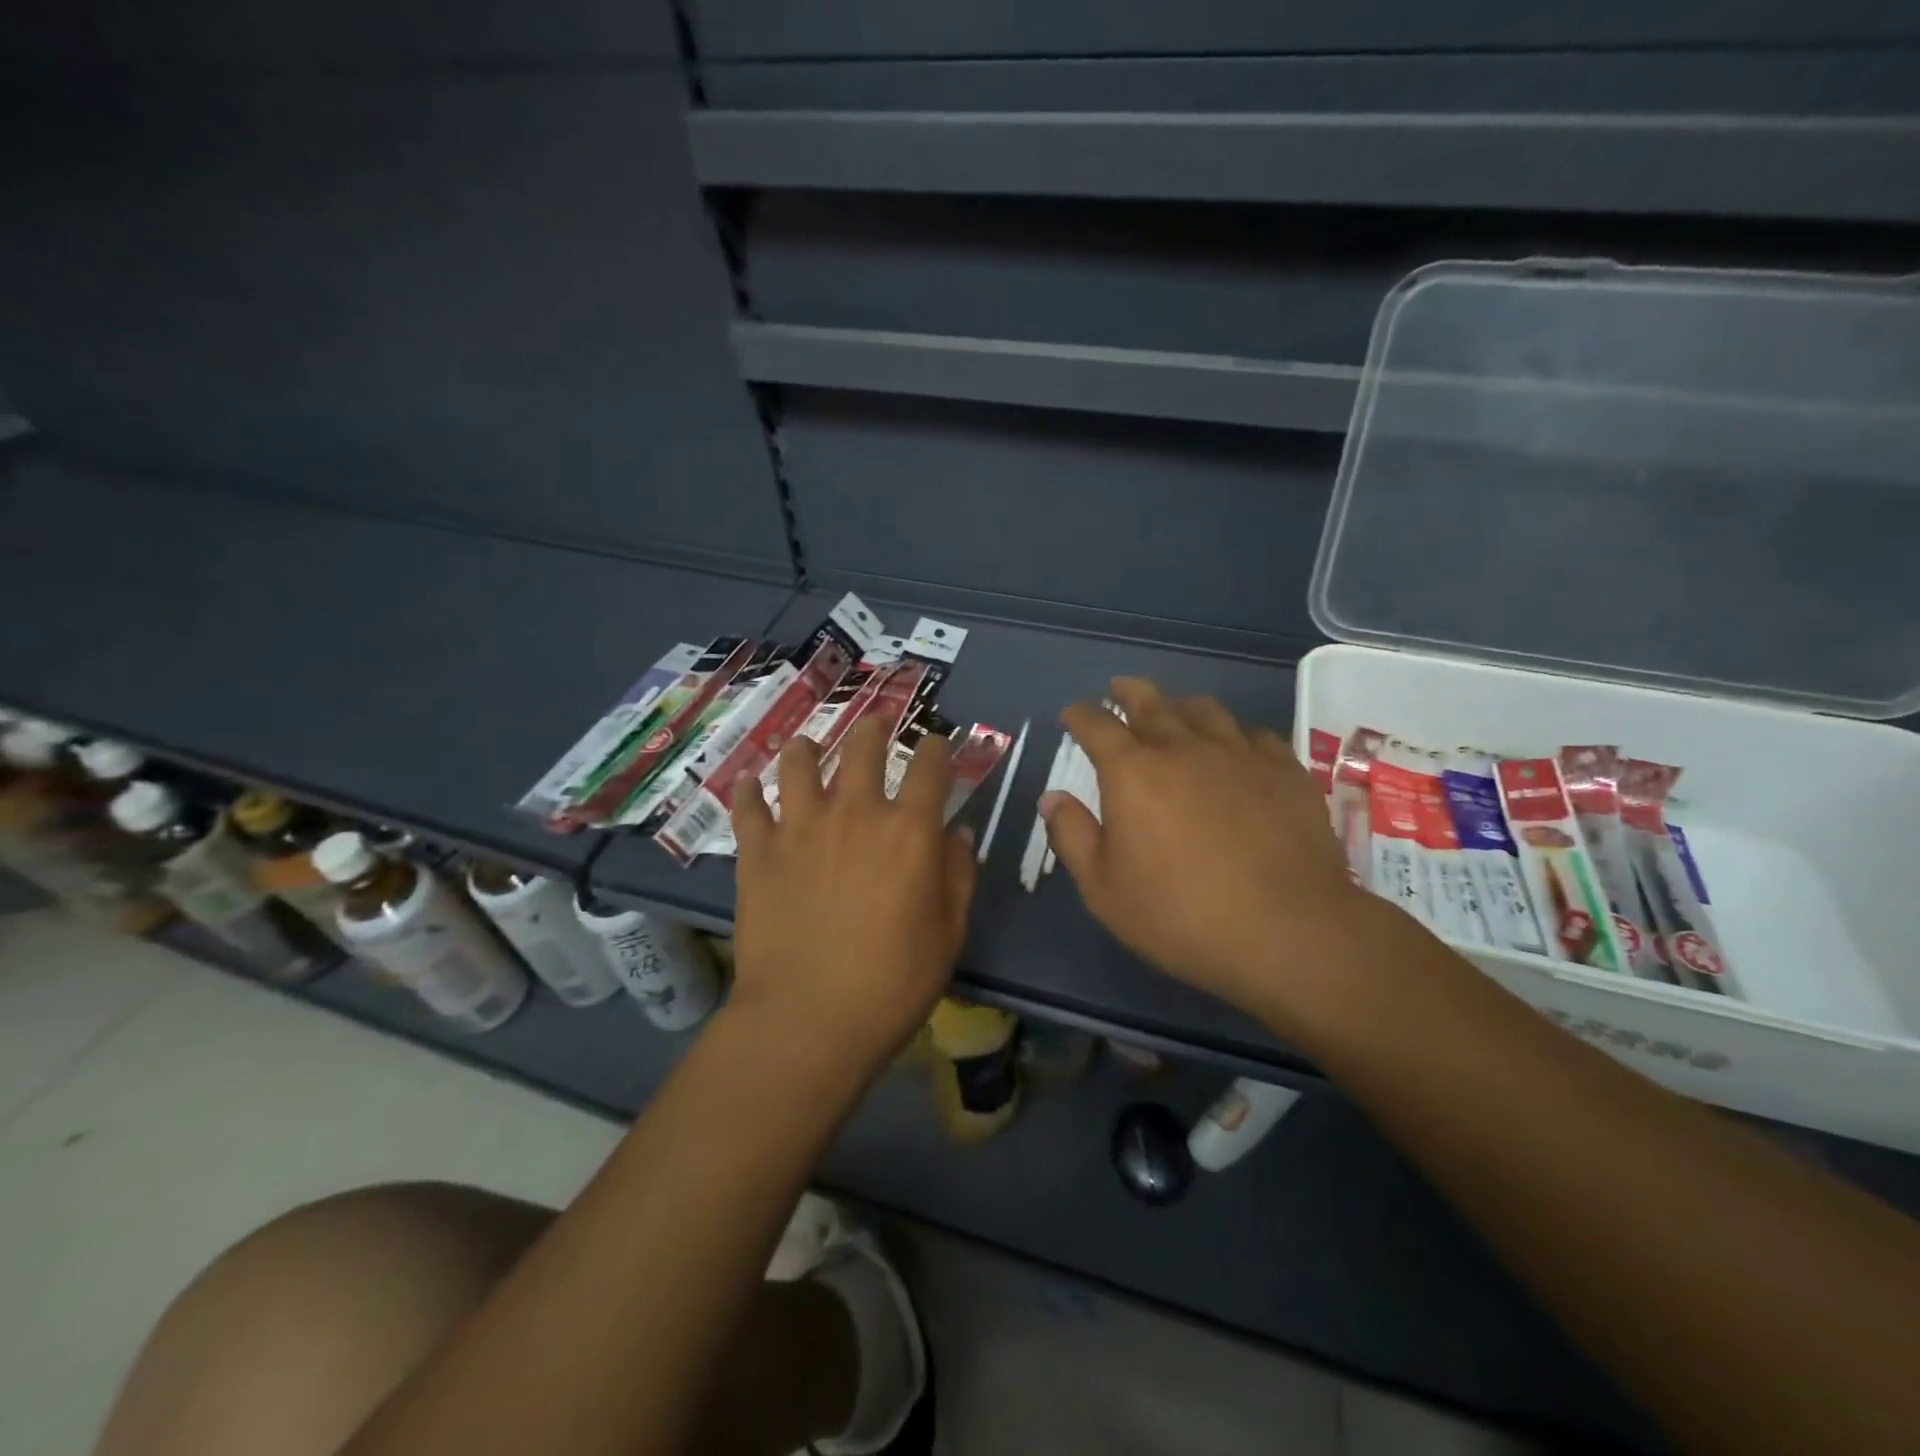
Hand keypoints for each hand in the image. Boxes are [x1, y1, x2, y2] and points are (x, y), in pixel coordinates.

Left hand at [730, 717, 975, 1076]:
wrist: (809, 1017)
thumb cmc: (894, 981)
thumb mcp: (949, 932)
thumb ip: (958, 874)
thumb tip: (958, 833)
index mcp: (909, 830)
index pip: (930, 766)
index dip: (937, 748)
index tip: (937, 745)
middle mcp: (855, 812)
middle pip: (863, 747)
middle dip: (875, 727)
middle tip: (877, 723)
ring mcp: (800, 827)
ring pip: (799, 762)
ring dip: (807, 748)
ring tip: (808, 746)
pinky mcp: (758, 851)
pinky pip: (748, 806)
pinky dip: (749, 791)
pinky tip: (750, 786)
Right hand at [1041, 678, 1383, 1024]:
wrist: (1288, 931)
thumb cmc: (1180, 915)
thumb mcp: (1104, 889)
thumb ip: (1072, 836)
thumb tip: (1052, 797)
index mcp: (1132, 772)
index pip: (1096, 725)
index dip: (1079, 715)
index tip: (1072, 714)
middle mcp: (1183, 748)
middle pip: (1150, 702)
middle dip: (1128, 692)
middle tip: (1118, 689)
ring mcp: (1239, 754)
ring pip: (1205, 710)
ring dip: (1180, 705)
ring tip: (1174, 710)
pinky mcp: (1285, 770)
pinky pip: (1255, 734)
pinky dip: (1235, 733)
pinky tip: (1237, 746)